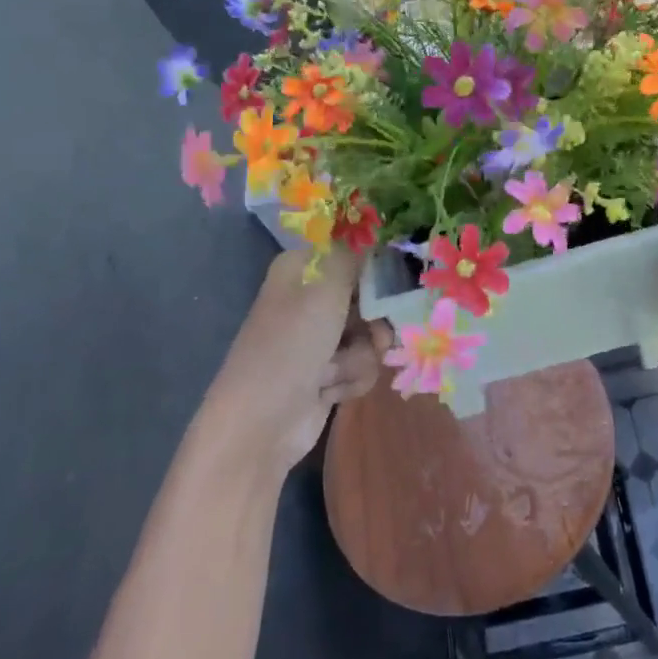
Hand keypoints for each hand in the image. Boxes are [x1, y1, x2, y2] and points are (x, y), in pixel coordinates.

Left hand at [205, 248, 391, 479]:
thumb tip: (377, 232)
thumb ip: (355, 255)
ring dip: (360, 357)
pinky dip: (350, 380)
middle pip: (370, 297)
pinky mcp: (326, 373)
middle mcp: (310, 298)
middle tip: (375, 335)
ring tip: (334, 372)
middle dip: (375, 322)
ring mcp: (319, 338)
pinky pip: (361, 366)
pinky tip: (329, 391)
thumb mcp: (324, 289)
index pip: (356, 253)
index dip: (381, 270)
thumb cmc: (289, 347)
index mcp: (302, 269)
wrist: (258, 426)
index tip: (398, 285)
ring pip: (370, 336)